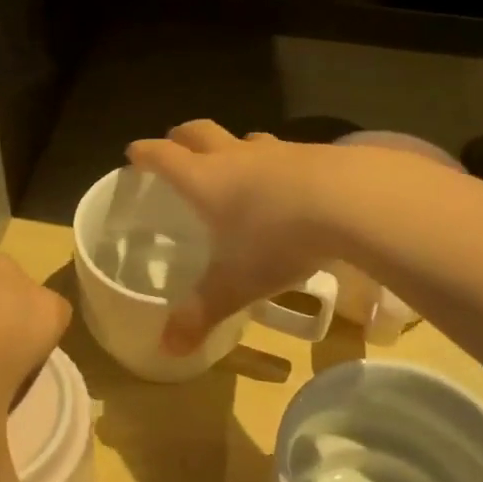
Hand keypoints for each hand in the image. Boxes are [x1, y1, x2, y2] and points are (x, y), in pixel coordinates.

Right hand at [126, 121, 341, 354]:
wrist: (349, 201)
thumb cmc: (277, 239)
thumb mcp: (236, 284)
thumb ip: (201, 313)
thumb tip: (167, 349)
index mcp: (204, 181)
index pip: (163, 157)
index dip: (145, 154)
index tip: (133, 153)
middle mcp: (234, 157)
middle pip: (199, 133)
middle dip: (182, 137)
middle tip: (175, 145)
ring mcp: (276, 151)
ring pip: (244, 139)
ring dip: (232, 146)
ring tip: (233, 162)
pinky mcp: (312, 153)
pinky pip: (282, 151)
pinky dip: (273, 161)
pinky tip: (287, 182)